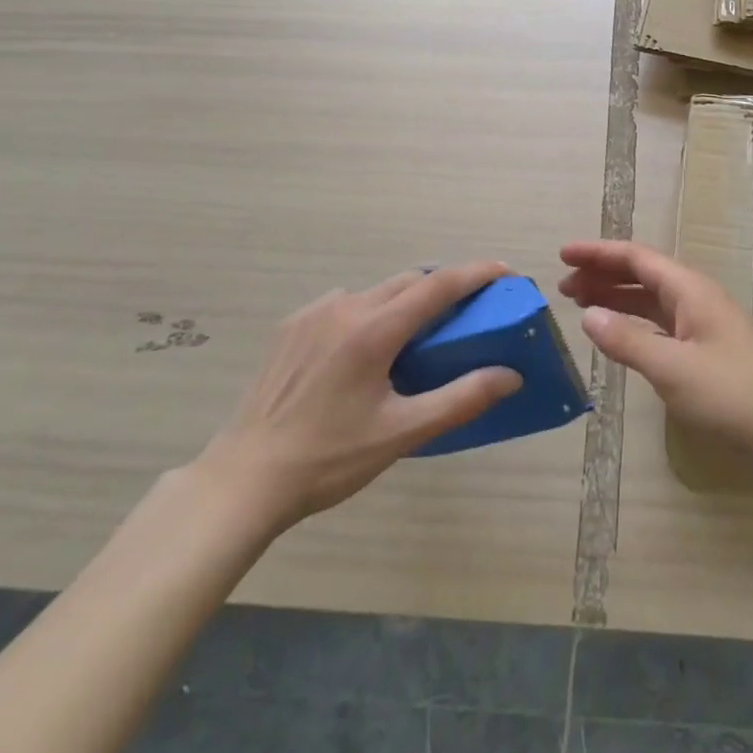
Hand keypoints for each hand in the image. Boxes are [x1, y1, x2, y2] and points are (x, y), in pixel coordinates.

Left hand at [190, 261, 521, 536]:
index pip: (438, 285)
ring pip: (376, 291)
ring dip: (405, 301)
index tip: (505, 271)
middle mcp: (345, 307)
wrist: (242, 480)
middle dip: (443, 287)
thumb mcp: (401, 433)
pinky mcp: (291, 327)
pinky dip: (369, 313)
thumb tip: (510, 375)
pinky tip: (363, 351)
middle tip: (467, 310)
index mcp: (374, 330)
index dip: (476, 273)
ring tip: (414, 337)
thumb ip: (460, 399)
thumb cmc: (328, 459)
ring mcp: (313, 313)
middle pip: (409, 281)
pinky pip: (344, 304)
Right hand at [558, 240, 752, 479]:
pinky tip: (617, 333)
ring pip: (650, 298)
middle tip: (563, 285)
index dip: (598, 253)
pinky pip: (659, 320)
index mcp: (688, 288)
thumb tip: (587, 316)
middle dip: (602, 274)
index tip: (563, 255)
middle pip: (641, 273)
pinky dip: (633, 321)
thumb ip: (627, 340)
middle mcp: (694, 296)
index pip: (635, 257)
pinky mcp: (705, 346)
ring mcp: (702, 321)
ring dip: (615, 297)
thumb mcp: (671, 368)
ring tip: (579, 304)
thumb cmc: (729, 392)